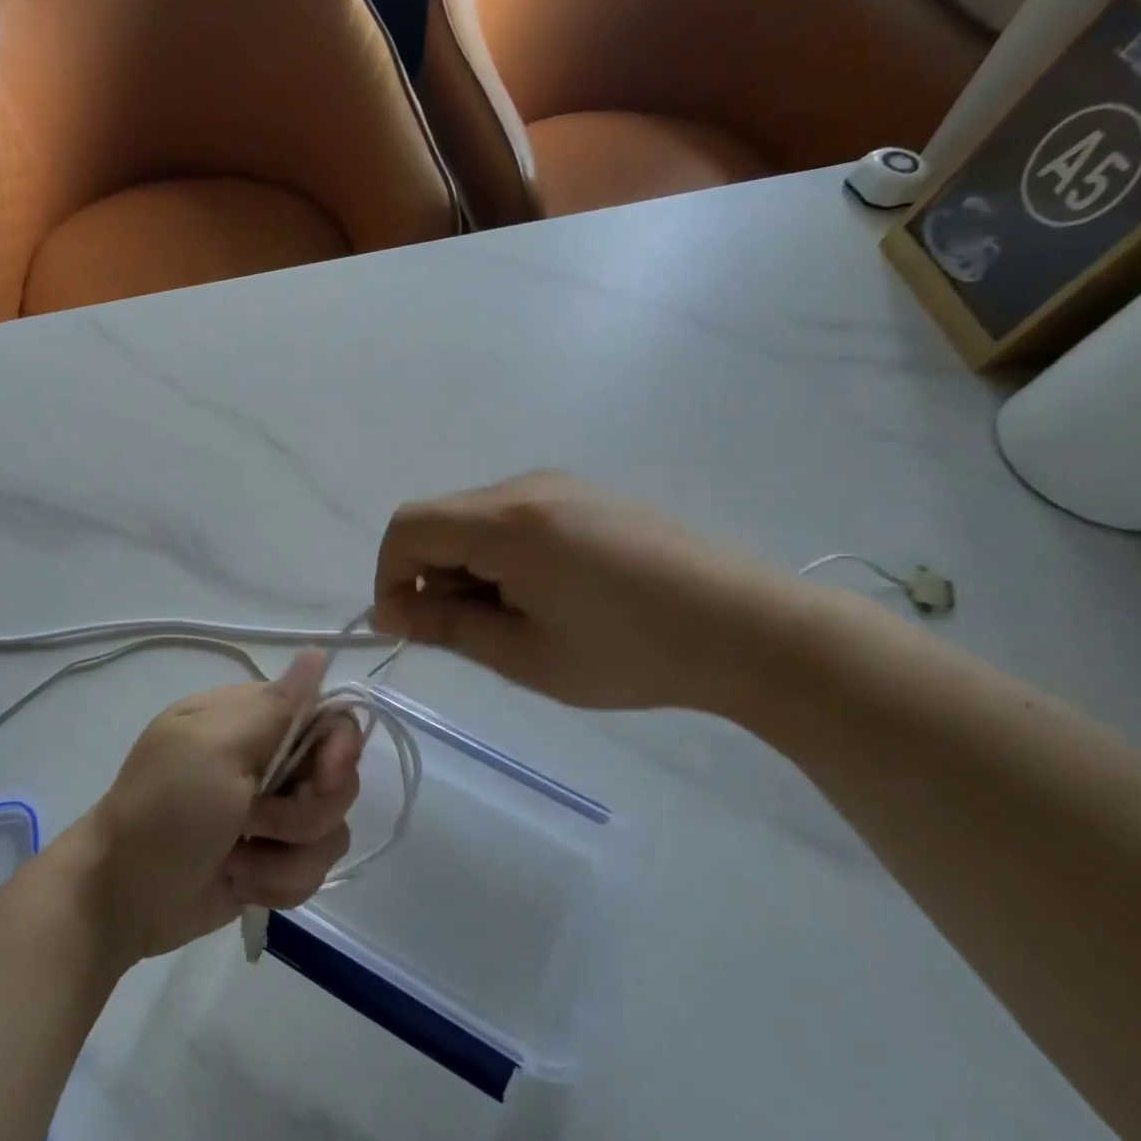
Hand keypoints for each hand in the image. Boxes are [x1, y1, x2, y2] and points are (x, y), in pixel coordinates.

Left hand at [76, 651, 361, 960]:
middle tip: (255, 821)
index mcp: (252, 719)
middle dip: (304, 813)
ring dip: (285, 855)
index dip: (339, 748)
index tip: (322, 777)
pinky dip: (277, 881)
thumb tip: (318, 650)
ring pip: (330, 830)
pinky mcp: (273, 858)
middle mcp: (269, 760)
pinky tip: (239, 882)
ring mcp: (273, 813)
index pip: (330, 715)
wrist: (122, 897)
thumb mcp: (216, 748)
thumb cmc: (165, 810)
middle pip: (338, 778)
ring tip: (238, 859)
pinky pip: (312, 868)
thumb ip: (276, 706)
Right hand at [373, 471, 792, 712]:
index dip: (390, 575)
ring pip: (478, 520)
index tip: (408, 626)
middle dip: (434, 576)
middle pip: (441, 521)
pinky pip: (517, 518)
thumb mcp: (524, 654)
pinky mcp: (590, 496)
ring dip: (471, 568)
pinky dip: (505, 556)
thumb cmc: (630, 652)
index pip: (407, 527)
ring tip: (520, 620)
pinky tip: (553, 597)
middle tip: (475, 634)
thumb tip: (389, 609)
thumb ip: (446, 626)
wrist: (751, 629)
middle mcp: (527, 487)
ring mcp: (563, 486)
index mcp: (505, 522)